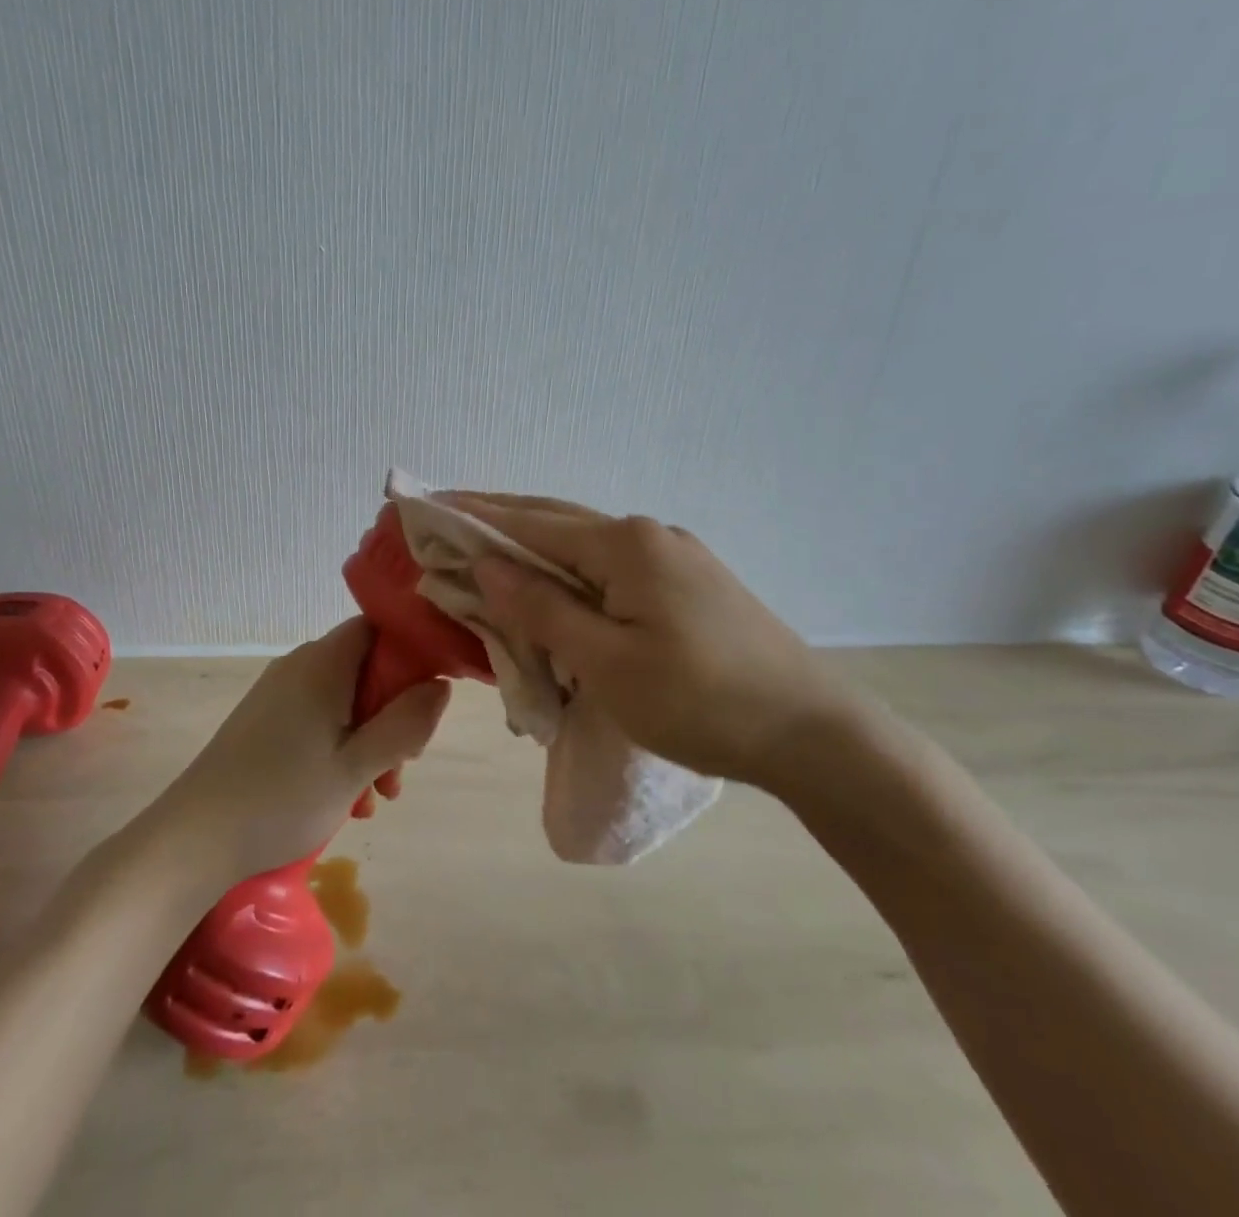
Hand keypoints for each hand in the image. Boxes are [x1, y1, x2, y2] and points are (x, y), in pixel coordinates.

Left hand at [154, 618, 450, 880]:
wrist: (194, 838)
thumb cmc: (283, 797)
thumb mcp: (357, 766)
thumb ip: (406, 724)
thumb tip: (441, 686)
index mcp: (324, 663)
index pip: (379, 629)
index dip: (410, 657)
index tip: (423, 705)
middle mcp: (299, 666)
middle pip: (365, 669)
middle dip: (392, 716)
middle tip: (398, 770)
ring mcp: (278, 693)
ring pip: (343, 701)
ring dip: (368, 741)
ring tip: (372, 798)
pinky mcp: (263, 720)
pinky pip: (316, 719)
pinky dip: (339, 748)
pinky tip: (343, 798)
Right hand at [454, 493, 863, 787]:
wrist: (812, 733)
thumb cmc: (700, 701)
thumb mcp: (607, 663)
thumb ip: (542, 608)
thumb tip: (488, 565)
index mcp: (624, 545)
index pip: (529, 522)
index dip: (473, 517)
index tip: (425, 506)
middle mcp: (647, 536)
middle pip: (555, 521)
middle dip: (498, 521)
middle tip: (446, 520)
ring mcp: (673, 557)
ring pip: (584, 547)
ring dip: (533, 550)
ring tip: (488, 556)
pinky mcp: (688, 584)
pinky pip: (610, 570)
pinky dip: (568, 575)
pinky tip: (555, 590)